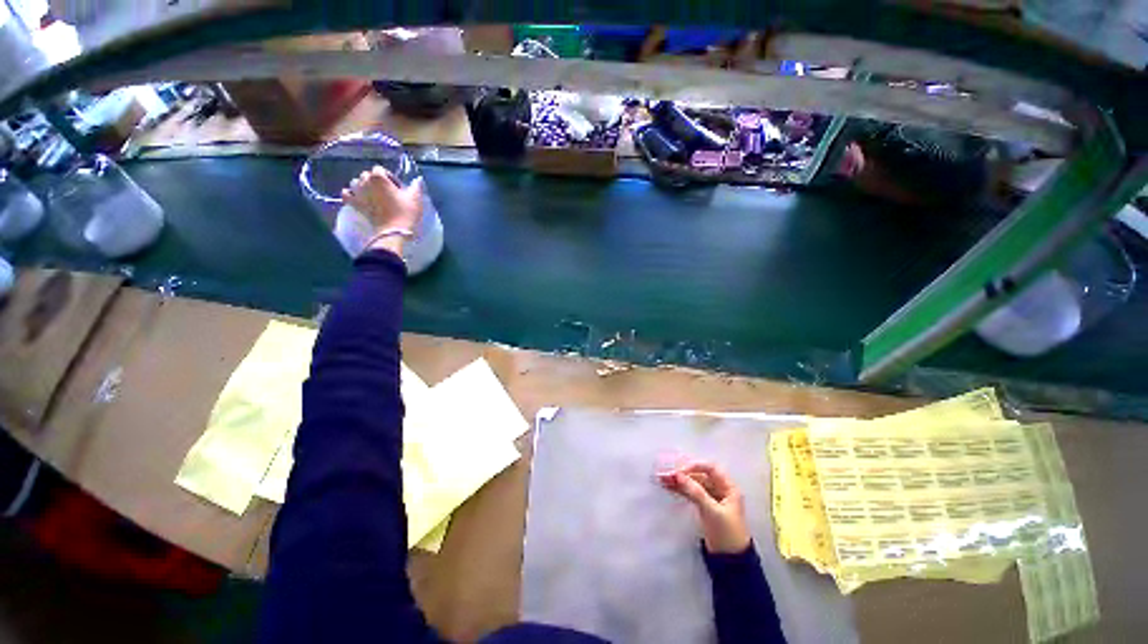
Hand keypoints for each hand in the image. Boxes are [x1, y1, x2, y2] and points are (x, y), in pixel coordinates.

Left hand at [341, 166, 423, 253]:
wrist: (394, 231)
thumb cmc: (405, 212)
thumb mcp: (415, 198)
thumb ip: (415, 186)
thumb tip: (417, 179)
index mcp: (378, 177)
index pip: (380, 169)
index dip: (389, 177)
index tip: (397, 187)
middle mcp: (365, 182)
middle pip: (367, 175)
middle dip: (375, 181)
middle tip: (387, 192)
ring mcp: (357, 193)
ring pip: (355, 182)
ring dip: (363, 185)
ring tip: (373, 194)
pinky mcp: (355, 204)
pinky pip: (346, 194)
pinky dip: (351, 194)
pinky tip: (358, 197)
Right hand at [659, 461, 750, 554]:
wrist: (731, 561)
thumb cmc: (727, 532)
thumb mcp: (711, 510)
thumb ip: (695, 491)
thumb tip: (677, 475)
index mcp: (728, 487)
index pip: (711, 469)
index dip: (696, 466)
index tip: (681, 471)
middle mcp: (720, 490)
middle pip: (700, 476)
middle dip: (683, 475)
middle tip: (666, 474)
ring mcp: (712, 498)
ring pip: (693, 485)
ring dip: (679, 482)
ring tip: (662, 479)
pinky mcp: (704, 507)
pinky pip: (691, 493)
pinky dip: (681, 490)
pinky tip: (669, 487)